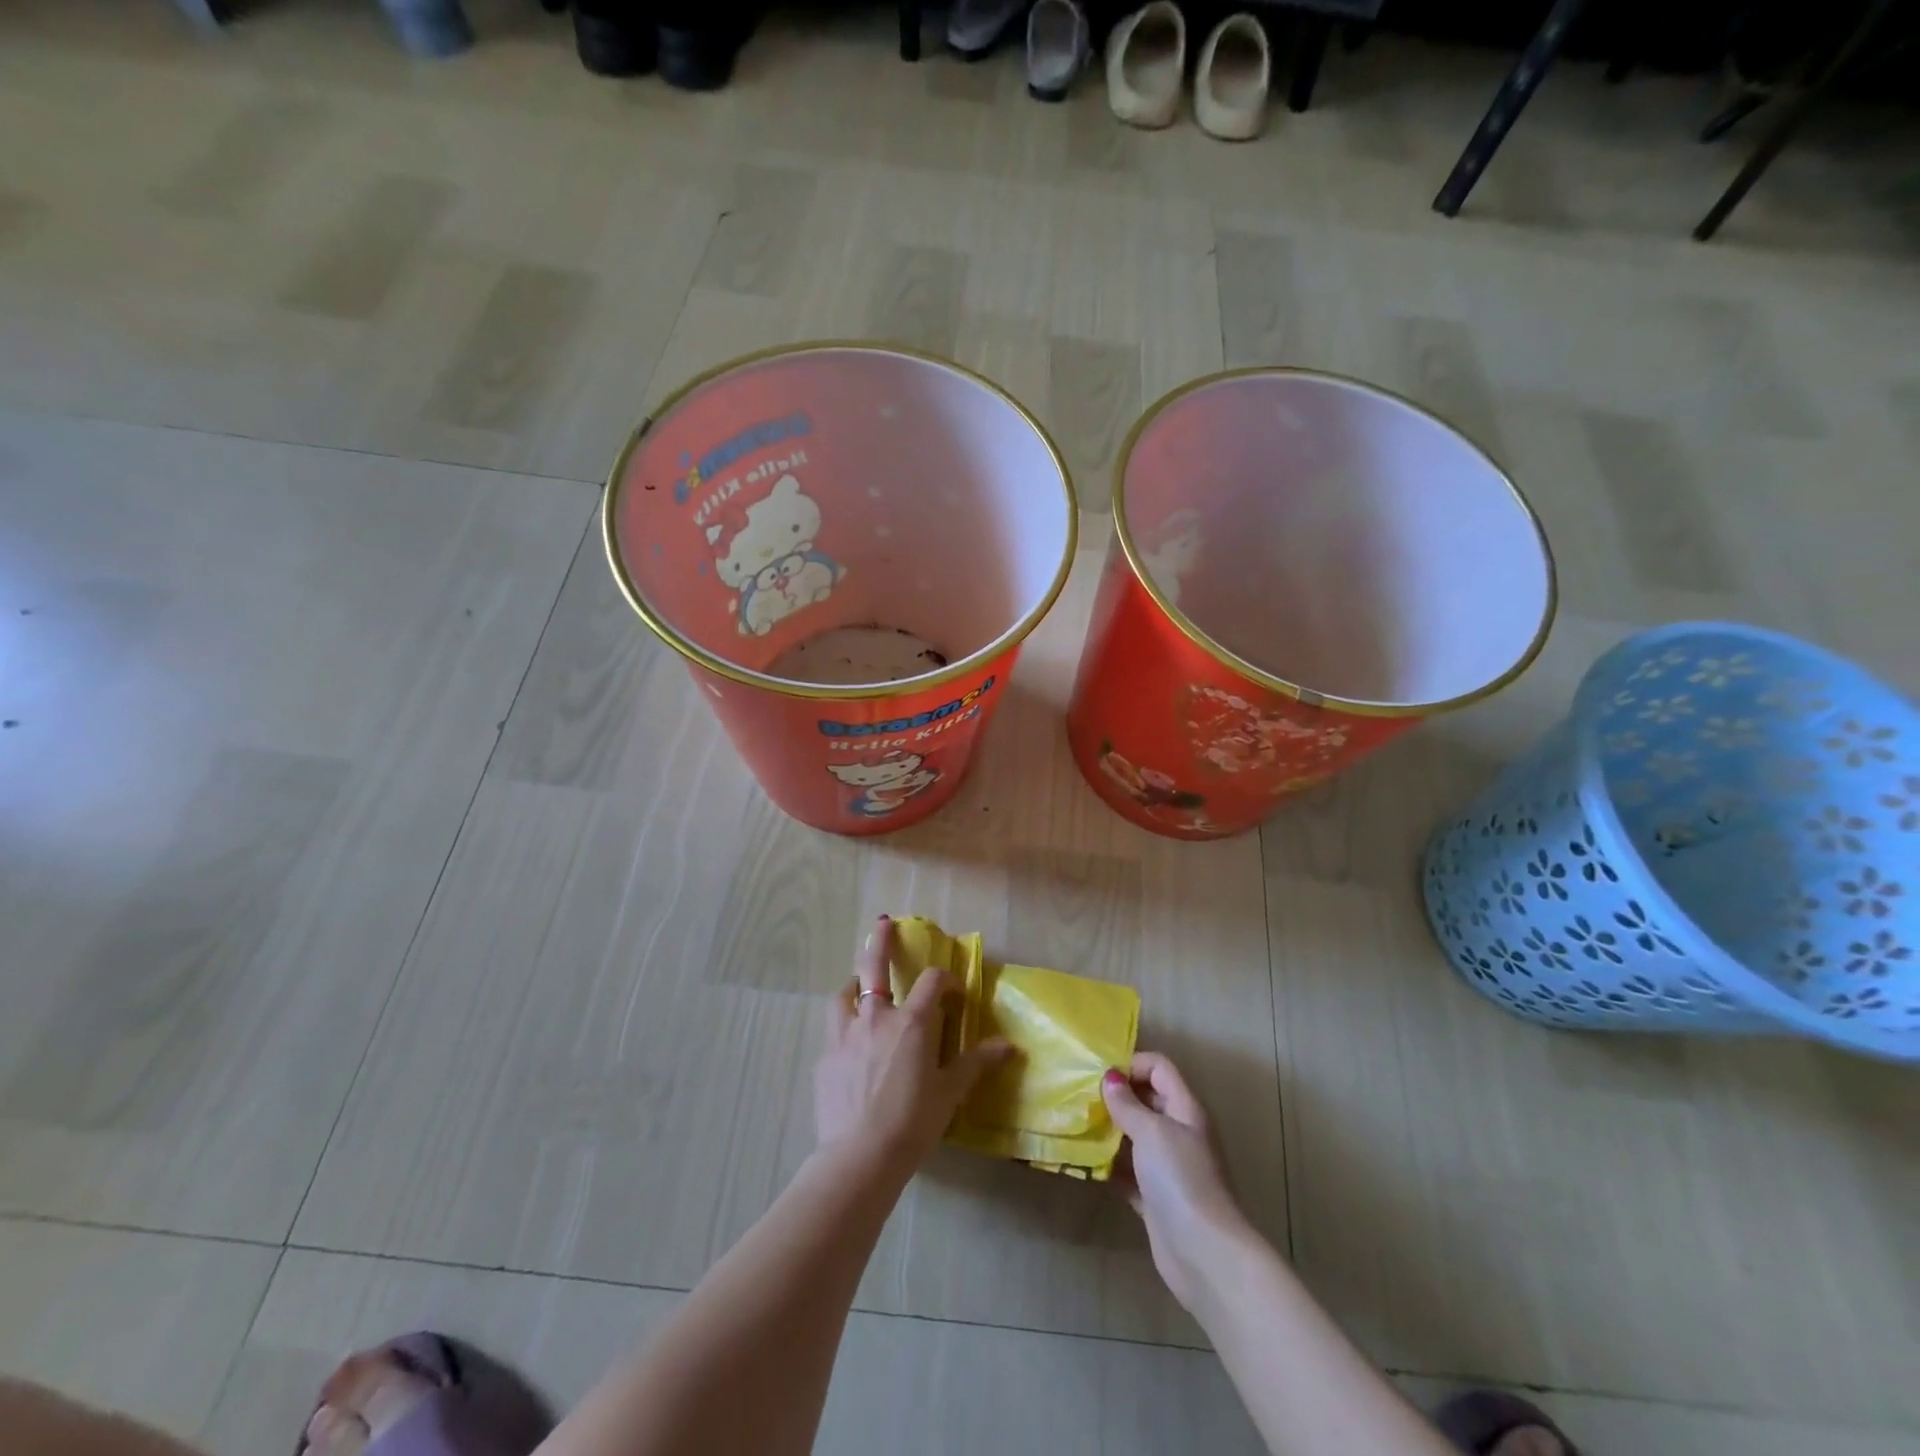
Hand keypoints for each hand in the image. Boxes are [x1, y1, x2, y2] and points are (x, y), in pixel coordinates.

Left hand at [814, 916, 1010, 1177]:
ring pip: (845, 993)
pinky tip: (848, 1040)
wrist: (859, 1157)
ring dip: (854, 982)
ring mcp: (845, 1034)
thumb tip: (1010, 1046)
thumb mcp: (949, 1094)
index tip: (953, 991)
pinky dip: (843, 1023)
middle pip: (875, 966)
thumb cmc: (912, 1123)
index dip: (945, 979)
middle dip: (880, 942)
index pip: (932, 982)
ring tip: (857, 983)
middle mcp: (876, 1017)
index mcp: (912, 1022)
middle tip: (882, 923)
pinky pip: (834, 1028)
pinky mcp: (825, 1056)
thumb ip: (976, 1064)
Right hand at [1102, 1052, 1252, 1312]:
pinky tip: (1084, 1163)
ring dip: (1110, 1131)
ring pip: (1135, 1137)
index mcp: (1185, 1110)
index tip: (1101, 1074)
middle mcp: (1179, 1134)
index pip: (1160, 1069)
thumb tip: (1110, 1078)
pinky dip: (1110, 1166)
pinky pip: (1129, 1173)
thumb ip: (1128, 1104)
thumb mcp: (1151, 1131)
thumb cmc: (1180, 1179)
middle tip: (1081, 1097)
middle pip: (1147, 1101)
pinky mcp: (1155, 1199)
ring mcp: (1168, 1168)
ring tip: (1077, 1125)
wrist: (1204, 1253)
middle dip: (1116, 1097)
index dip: (1133, 1064)